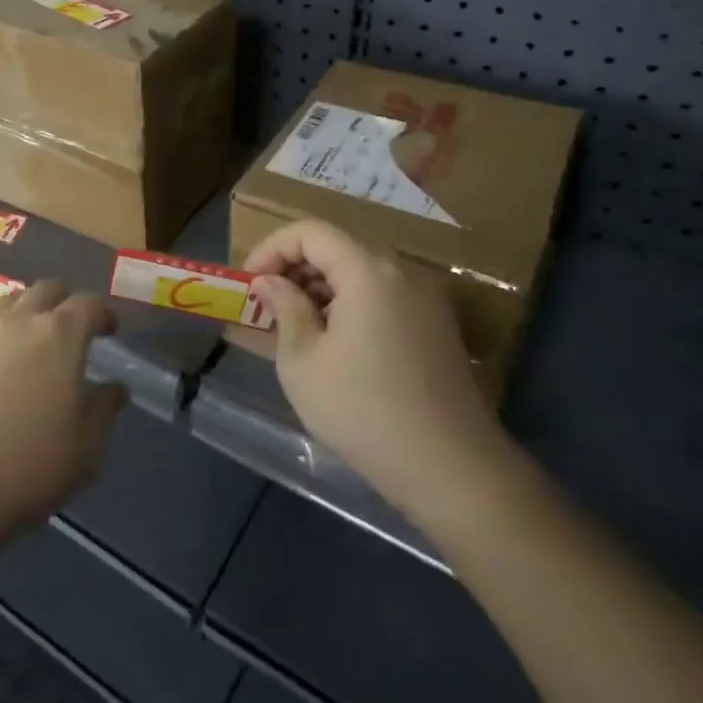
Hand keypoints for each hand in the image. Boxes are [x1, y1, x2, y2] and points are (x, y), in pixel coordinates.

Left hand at [0, 281, 128, 563]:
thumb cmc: (31, 468)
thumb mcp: (87, 448)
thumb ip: (104, 409)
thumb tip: (114, 387)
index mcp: (61, 335)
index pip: (89, 304)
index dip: (103, 314)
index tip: (109, 330)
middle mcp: (20, 320)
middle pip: (47, 289)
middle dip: (65, 302)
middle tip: (72, 330)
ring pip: (11, 302)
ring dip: (28, 312)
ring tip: (33, 342)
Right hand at [245, 220, 513, 522]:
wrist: (452, 471)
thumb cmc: (364, 411)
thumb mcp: (303, 361)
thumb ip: (284, 309)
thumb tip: (270, 283)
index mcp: (368, 271)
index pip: (310, 232)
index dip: (271, 249)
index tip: (250, 283)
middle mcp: (402, 272)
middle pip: (337, 247)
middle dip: (294, 268)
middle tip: (267, 303)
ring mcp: (426, 299)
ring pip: (360, 271)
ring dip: (321, 287)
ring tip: (294, 324)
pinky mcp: (437, 326)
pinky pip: (383, 295)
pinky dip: (350, 303)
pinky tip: (333, 342)